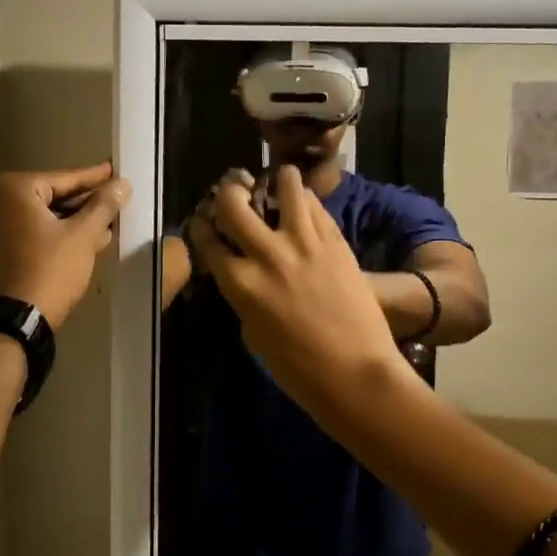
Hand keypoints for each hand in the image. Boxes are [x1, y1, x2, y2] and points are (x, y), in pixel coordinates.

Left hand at [0, 162, 130, 326]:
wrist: (16, 320)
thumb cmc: (50, 269)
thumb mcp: (83, 235)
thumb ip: (104, 205)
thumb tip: (122, 184)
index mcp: (16, 189)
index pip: (66, 178)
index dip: (96, 178)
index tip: (117, 172)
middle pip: (54, 196)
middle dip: (87, 203)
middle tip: (116, 200)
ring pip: (46, 216)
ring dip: (76, 221)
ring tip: (108, 224)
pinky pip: (35, 231)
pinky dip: (59, 234)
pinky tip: (87, 240)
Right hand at [188, 165, 409, 414]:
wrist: (356, 373)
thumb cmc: (298, 368)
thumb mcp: (253, 333)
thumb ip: (243, 294)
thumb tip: (243, 272)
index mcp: (240, 283)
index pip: (206, 239)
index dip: (200, 226)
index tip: (204, 223)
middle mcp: (267, 253)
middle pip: (233, 201)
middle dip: (227, 193)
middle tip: (235, 196)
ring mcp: (304, 242)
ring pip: (284, 185)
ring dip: (275, 181)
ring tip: (276, 186)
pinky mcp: (335, 240)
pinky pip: (315, 205)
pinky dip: (304, 200)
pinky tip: (303, 208)